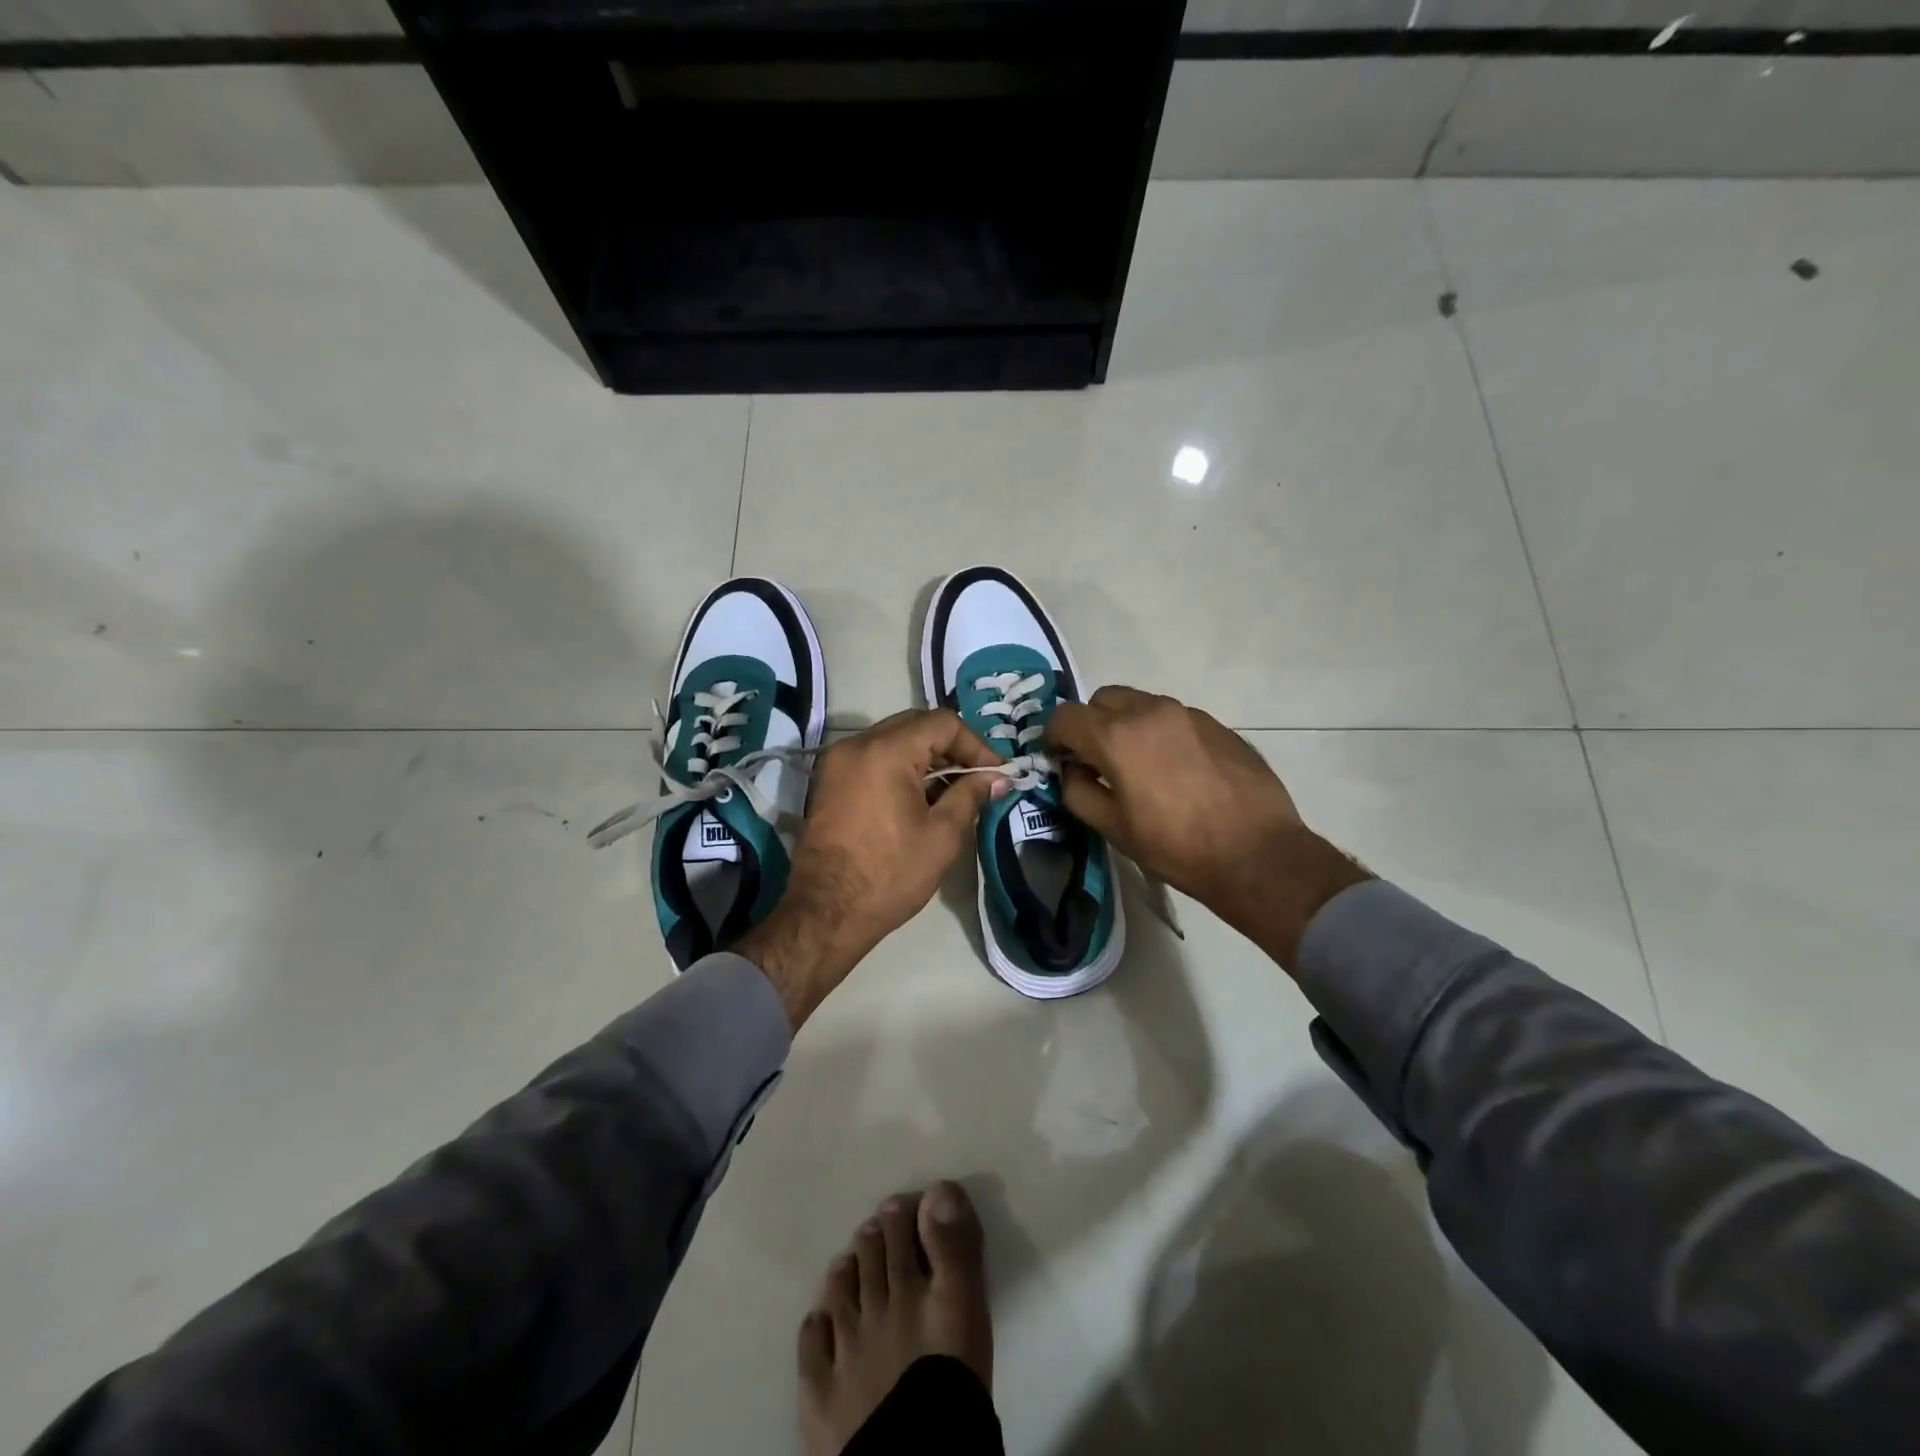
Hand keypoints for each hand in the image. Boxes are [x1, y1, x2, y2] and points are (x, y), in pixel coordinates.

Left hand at [737, 710, 1004, 1028]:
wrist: (826, 912)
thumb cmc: (890, 874)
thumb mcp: (942, 835)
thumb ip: (970, 795)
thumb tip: (996, 778)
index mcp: (886, 751)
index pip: (942, 723)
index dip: (975, 745)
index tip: (994, 773)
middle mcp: (857, 744)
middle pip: (915, 725)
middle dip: (951, 748)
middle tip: (977, 778)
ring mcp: (837, 762)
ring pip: (893, 740)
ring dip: (926, 758)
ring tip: (952, 791)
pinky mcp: (829, 782)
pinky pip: (873, 758)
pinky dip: (901, 768)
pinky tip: (920, 797)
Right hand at [1045, 687, 1369, 968]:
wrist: (1257, 854)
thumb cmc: (1176, 847)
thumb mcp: (1113, 828)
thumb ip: (1078, 792)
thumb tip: (1072, 771)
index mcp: (1117, 736)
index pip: (1065, 716)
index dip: (1053, 737)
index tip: (1059, 760)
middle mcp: (1150, 711)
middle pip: (1103, 699)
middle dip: (1091, 724)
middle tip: (1096, 760)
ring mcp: (1188, 714)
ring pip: (1140, 703)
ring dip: (1126, 725)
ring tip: (1138, 765)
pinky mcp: (1217, 724)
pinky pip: (1173, 718)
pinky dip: (1160, 733)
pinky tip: (1175, 770)